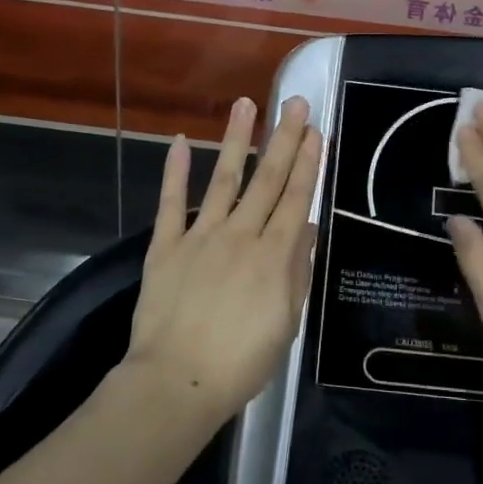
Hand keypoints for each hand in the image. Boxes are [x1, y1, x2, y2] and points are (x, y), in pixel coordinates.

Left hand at [124, 95, 322, 423]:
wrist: (178, 381)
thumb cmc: (241, 361)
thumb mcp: (286, 322)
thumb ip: (297, 271)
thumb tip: (306, 228)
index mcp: (274, 255)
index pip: (296, 197)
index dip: (308, 162)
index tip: (316, 130)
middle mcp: (241, 234)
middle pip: (267, 178)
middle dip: (284, 137)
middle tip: (295, 102)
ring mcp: (202, 236)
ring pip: (224, 178)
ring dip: (237, 139)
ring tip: (247, 104)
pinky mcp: (167, 245)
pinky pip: (171, 203)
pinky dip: (175, 171)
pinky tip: (180, 141)